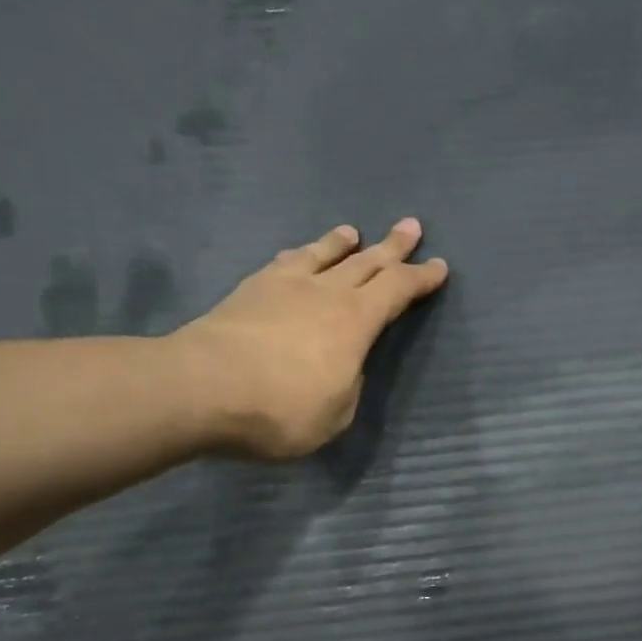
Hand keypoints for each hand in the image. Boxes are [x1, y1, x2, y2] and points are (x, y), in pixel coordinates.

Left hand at [178, 218, 448, 458]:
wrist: (202, 388)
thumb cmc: (281, 410)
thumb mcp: (336, 414)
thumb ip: (348, 385)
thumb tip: (343, 366)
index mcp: (356, 322)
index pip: (398, 290)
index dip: (421, 279)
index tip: (439, 267)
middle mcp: (326, 293)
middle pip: (367, 262)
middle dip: (393, 247)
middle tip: (410, 226)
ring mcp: (285, 286)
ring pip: (323, 254)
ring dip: (343, 243)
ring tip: (353, 232)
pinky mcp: (250, 289)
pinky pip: (286, 262)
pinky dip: (302, 254)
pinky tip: (300, 255)